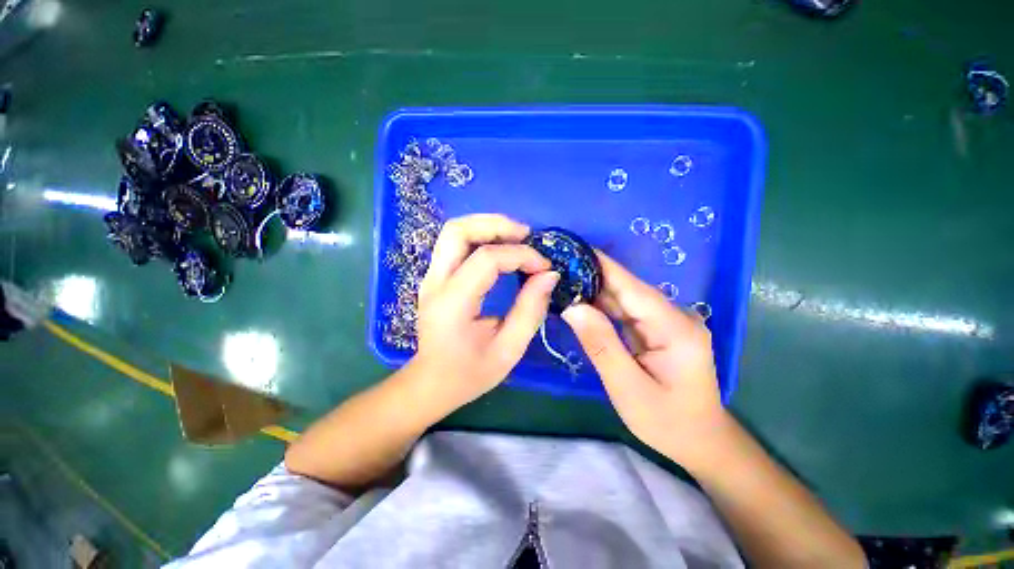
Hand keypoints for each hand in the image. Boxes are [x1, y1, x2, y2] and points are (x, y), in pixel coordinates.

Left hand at [413, 214, 559, 410]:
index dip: (520, 255)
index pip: (486, 259)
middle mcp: (435, 283)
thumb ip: (530, 310)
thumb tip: (549, 275)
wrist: (431, 382)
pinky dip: (481, 237)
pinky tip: (501, 247)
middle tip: (527, 236)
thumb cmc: (469, 373)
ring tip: (517, 237)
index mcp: (452, 303)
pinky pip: (455, 243)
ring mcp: (430, 277)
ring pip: (454, 231)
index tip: (545, 267)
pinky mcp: (435, 277)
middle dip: (497, 225)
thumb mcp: (508, 349)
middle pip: (458, 230)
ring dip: (487, 226)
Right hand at [561, 252, 728, 467]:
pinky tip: (580, 301)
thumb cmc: (667, 422)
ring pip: (623, 299)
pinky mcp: (656, 329)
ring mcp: (666, 322)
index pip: (631, 286)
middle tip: (557, 267)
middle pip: (626, 289)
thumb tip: (573, 308)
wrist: (700, 441)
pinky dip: (601, 306)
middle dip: (591, 276)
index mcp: (674, 327)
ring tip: (562, 279)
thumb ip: (601, 345)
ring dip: (593, 290)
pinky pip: (624, 312)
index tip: (571, 250)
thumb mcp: (628, 389)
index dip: (601, 265)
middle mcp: (673, 316)